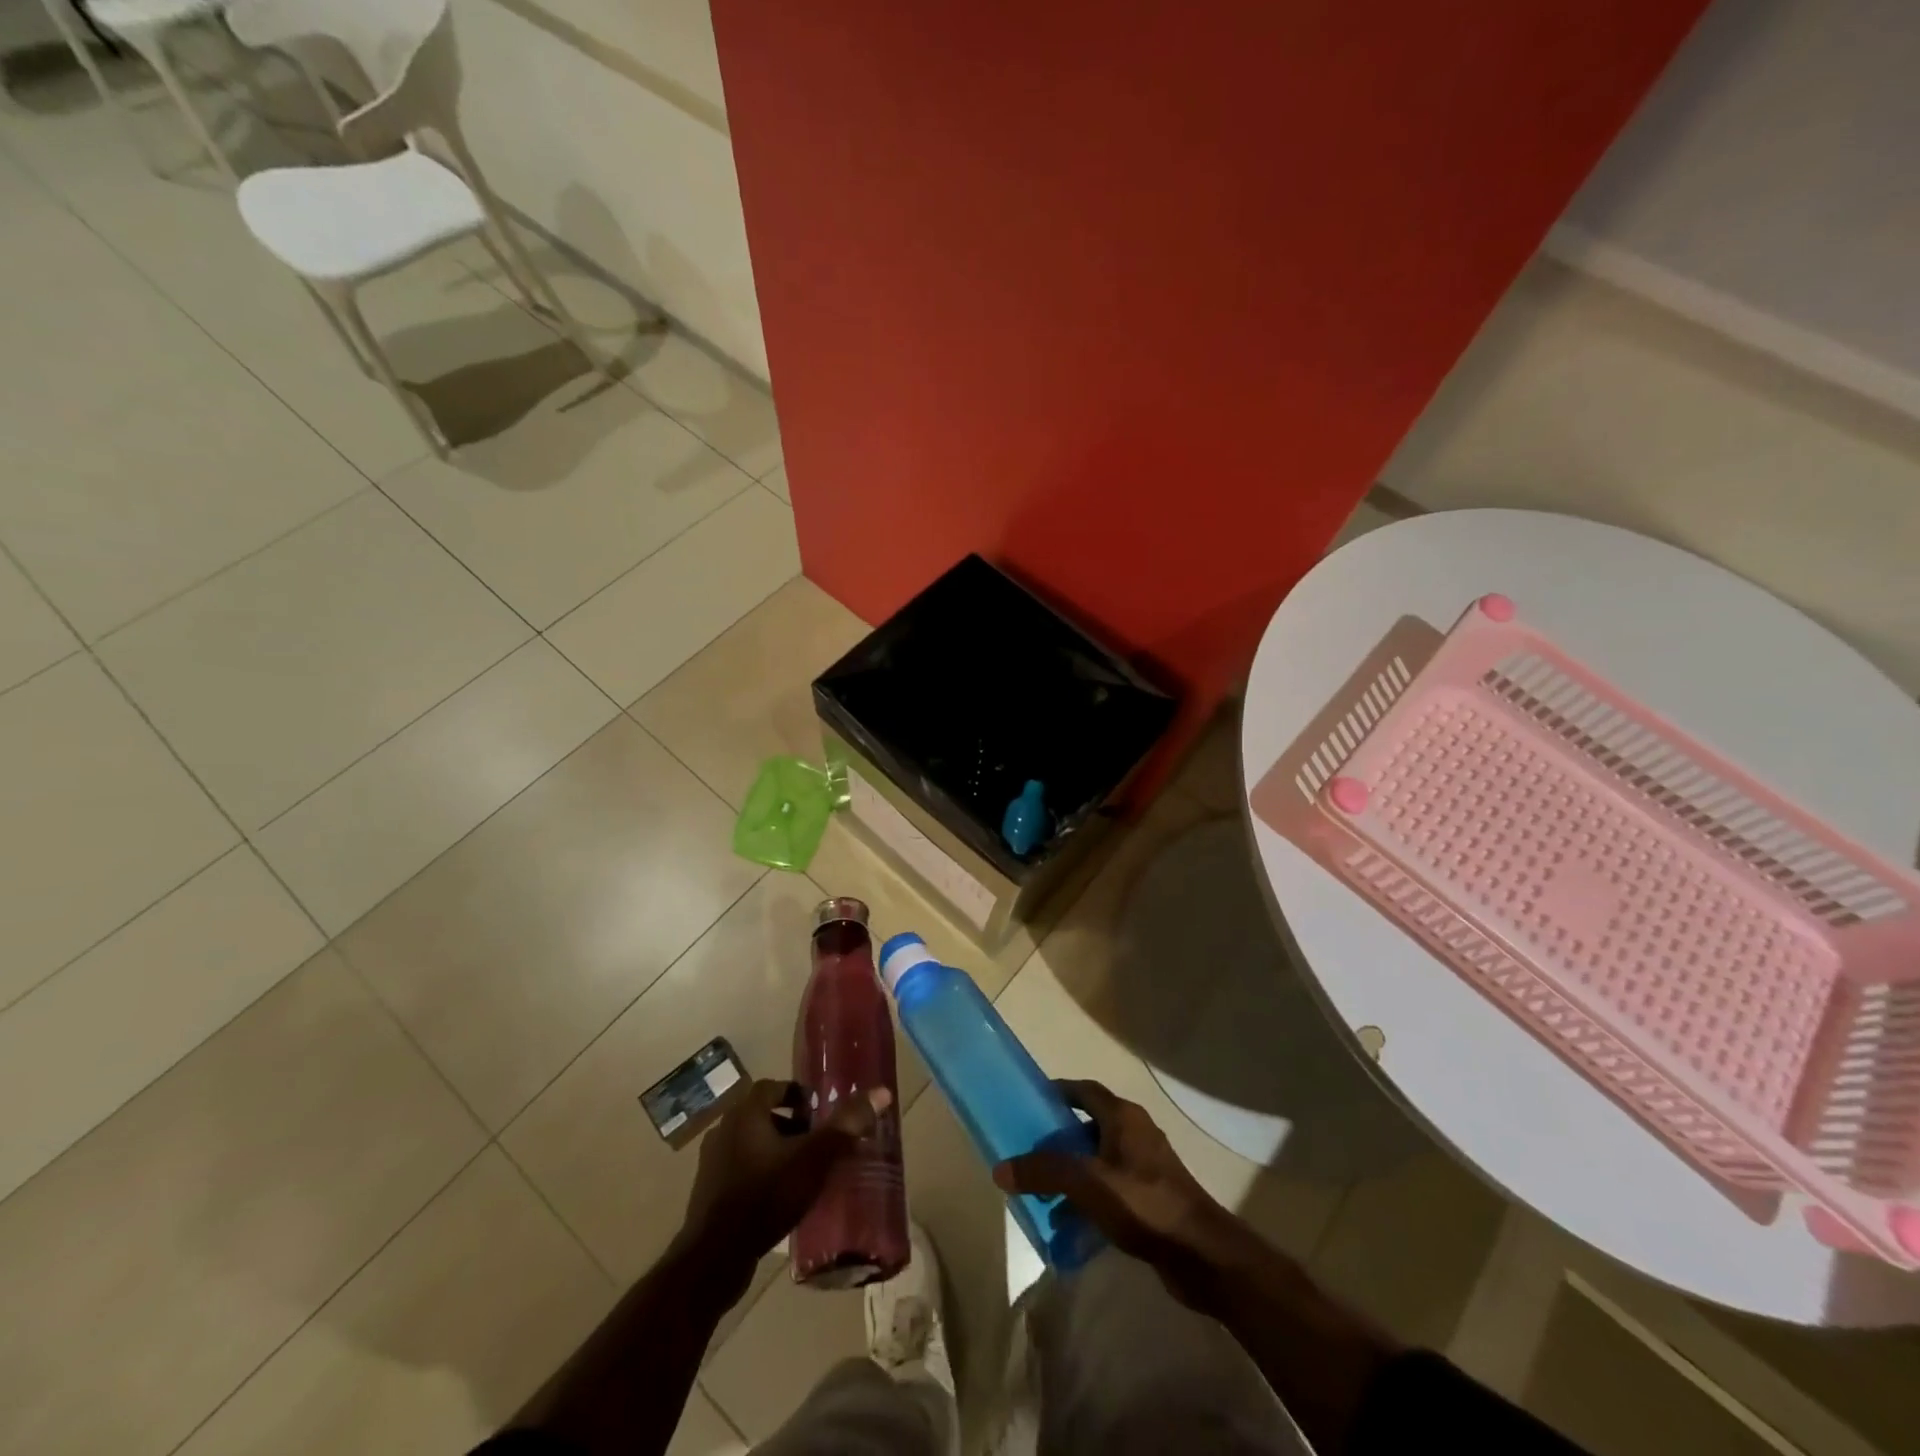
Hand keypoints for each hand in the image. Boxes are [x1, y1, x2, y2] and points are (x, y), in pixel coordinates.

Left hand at [679, 1078, 888, 1283]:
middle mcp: (724, 1130)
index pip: (773, 1086)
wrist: (714, 1259)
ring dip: (776, 1151)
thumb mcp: (814, 1159)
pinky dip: (761, 1175)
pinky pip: (741, 1171)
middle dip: (792, 1125)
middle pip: (763, 1115)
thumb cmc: (765, 1196)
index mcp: (745, 1113)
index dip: (797, 1094)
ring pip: (751, 1144)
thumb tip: (881, 1092)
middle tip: (818, 1142)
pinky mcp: (708, 1193)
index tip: (819, 1111)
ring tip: (803, 1171)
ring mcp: (712, 1163)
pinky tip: (780, 1198)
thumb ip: (846, 1126)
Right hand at [994, 1079, 1242, 1303]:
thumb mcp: (1085, 1182)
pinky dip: (1090, 1198)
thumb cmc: (1143, 1203)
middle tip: (1029, 1154)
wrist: (1201, 1255)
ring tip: (1043, 1195)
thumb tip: (1000, 1169)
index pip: (1084, 1090)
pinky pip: (1111, 1188)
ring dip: (1072, 1173)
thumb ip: (1042, 1171)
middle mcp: (1135, 1133)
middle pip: (1089, 1125)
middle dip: (1059, 1139)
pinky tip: (1071, 1223)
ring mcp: (1146, 1167)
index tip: (1029, 1104)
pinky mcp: (1152, 1199)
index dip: (1057, 1092)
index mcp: (1123, 1116)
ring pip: (1099, 1160)